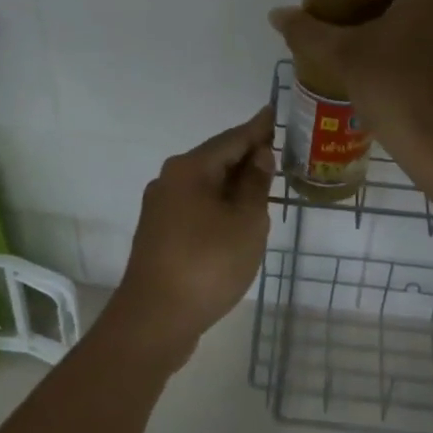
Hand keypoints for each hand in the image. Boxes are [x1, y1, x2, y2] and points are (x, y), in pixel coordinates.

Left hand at [105, 106, 275, 369]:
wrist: (154, 320)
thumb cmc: (207, 264)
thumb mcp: (246, 222)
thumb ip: (256, 185)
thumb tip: (259, 155)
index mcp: (190, 169)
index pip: (232, 138)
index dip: (257, 128)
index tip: (274, 112)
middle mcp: (170, 179)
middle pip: (216, 159)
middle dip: (246, 155)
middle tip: (278, 150)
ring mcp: (161, 207)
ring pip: (205, 184)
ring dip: (234, 182)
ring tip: (264, 182)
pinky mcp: (160, 233)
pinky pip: (197, 205)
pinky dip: (220, 203)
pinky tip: (237, 215)